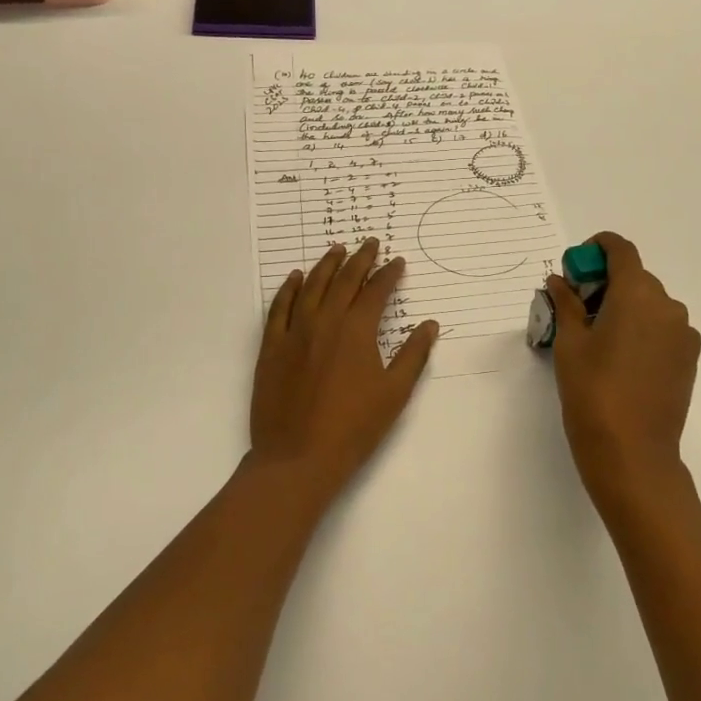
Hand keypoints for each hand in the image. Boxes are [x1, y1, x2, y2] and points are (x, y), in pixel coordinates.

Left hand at [250, 240, 439, 496]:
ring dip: (326, 264)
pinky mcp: (271, 347)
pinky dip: (289, 288)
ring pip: (312, 286)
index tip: (398, 262)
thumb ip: (413, 355)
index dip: (389, 274)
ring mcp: (294, 332)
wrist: (298, 457)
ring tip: (337, 248)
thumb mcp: (394, 393)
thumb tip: (429, 325)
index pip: (376, 291)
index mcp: (357, 330)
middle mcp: (325, 321)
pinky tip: (296, 277)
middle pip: (344, 280)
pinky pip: (279, 308)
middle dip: (360, 259)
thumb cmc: (354, 428)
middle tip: (370, 242)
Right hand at [549, 232, 700, 502]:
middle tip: (575, 309)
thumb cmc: (593, 392)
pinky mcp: (689, 358)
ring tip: (597, 339)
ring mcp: (683, 333)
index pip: (621, 250)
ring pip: (650, 304)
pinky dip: (642, 328)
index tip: (576, 267)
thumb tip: (559, 281)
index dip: (597, 249)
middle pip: (635, 277)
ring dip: (624, 307)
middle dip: (605, 283)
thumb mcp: (570, 344)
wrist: (633, 453)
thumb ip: (566, 303)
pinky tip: (621, 359)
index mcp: (637, 294)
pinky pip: (663, 328)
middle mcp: (667, 305)